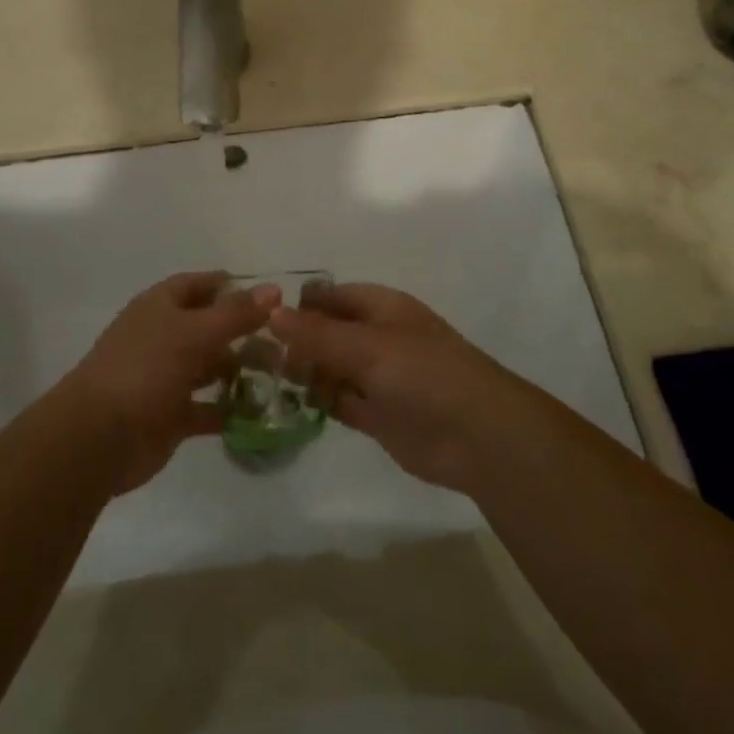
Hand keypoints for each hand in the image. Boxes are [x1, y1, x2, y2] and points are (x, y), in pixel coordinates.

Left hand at [60, 271, 275, 494]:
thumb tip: (274, 289)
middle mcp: (164, 337)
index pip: (200, 285)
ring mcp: (166, 377)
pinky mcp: (171, 416)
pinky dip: (231, 410)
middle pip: (209, 326)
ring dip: (241, 370)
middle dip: (244, 331)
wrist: (98, 437)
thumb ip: (235, 313)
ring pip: (211, 367)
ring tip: (281, 373)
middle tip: (284, 340)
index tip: (270, 296)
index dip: (232, 286)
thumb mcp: (193, 333)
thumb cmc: (145, 369)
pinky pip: (208, 408)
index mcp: (160, 307)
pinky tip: (261, 411)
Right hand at [272, 283, 541, 495]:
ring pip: (332, 368)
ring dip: (306, 373)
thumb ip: (317, 333)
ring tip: (267, 382)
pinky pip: (341, 401)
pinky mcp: (378, 415)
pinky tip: (292, 405)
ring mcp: (379, 377)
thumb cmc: (423, 375)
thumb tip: (272, 312)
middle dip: (298, 342)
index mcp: (381, 308)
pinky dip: (320, 401)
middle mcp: (378, 338)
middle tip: (256, 358)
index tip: (261, 319)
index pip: (332, 296)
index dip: (300, 304)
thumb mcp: (367, 347)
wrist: (477, 436)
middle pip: (328, 333)